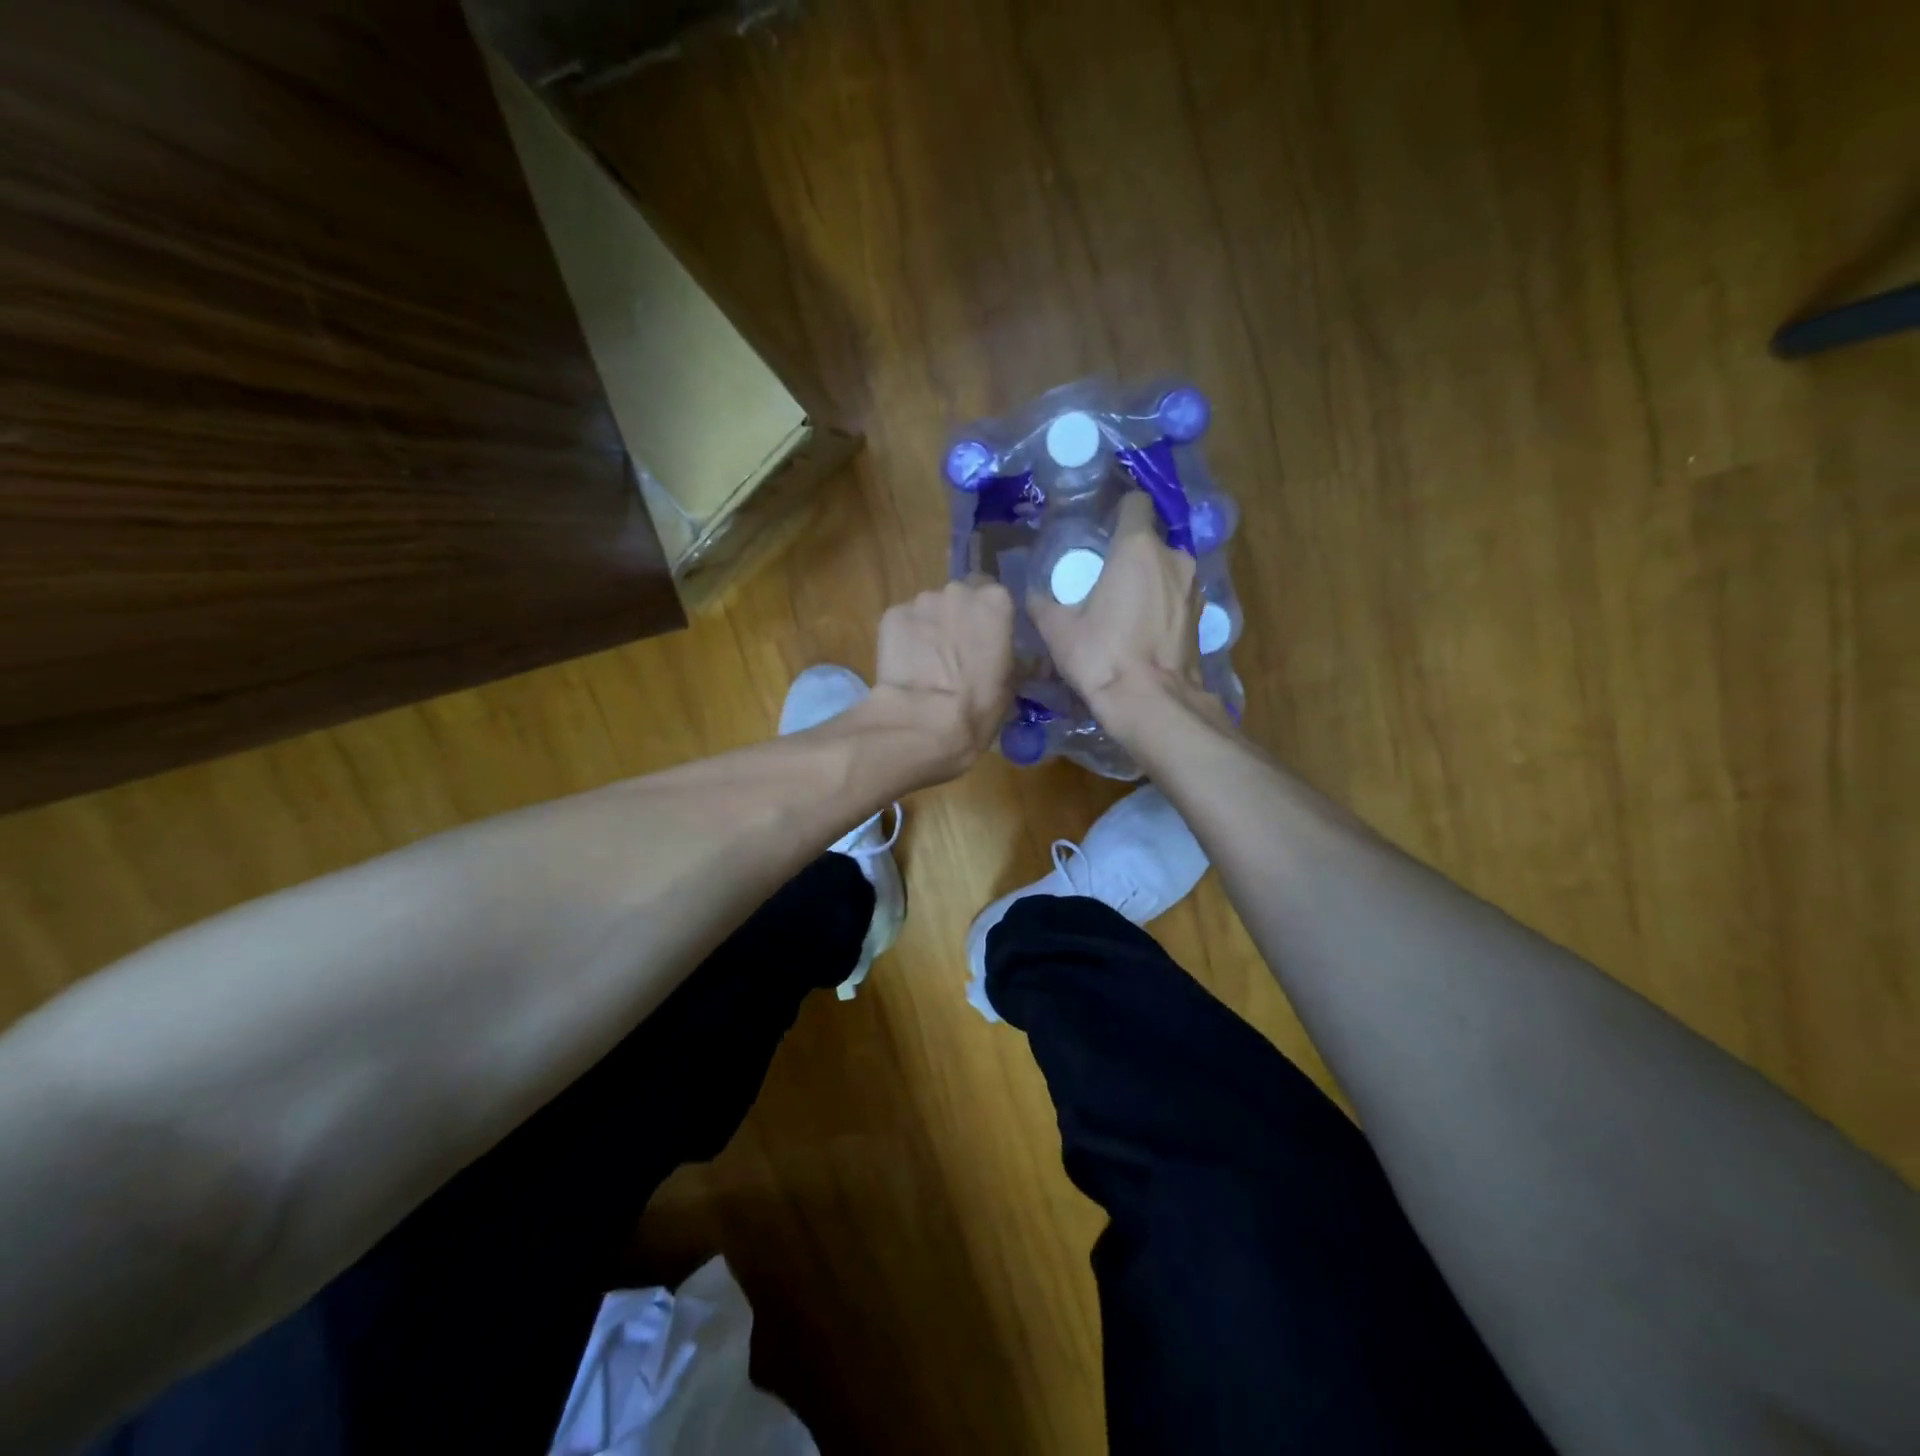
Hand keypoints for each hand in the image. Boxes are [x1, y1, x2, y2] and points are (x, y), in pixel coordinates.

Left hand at [864, 576, 1015, 783]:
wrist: (924, 722)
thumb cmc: (978, 705)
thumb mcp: (1012, 682)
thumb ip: (1017, 656)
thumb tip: (1024, 656)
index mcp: (996, 601)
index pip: (995, 595)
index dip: (989, 618)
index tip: (987, 639)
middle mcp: (958, 591)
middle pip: (960, 597)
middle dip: (958, 618)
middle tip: (958, 651)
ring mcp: (921, 601)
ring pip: (929, 609)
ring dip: (931, 627)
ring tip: (929, 662)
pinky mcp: (891, 616)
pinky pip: (903, 623)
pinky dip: (906, 638)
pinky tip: (907, 664)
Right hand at [1028, 492, 1210, 736]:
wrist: (1150, 703)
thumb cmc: (1101, 656)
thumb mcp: (1058, 630)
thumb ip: (1042, 603)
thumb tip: (1031, 594)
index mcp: (1137, 547)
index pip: (1134, 503)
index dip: (1118, 511)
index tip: (1101, 529)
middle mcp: (1173, 557)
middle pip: (1150, 540)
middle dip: (1130, 553)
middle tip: (1105, 577)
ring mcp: (1193, 586)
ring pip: (1167, 569)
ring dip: (1149, 580)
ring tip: (1125, 606)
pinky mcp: (1203, 616)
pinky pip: (1177, 596)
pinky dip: (1163, 604)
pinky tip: (1144, 629)